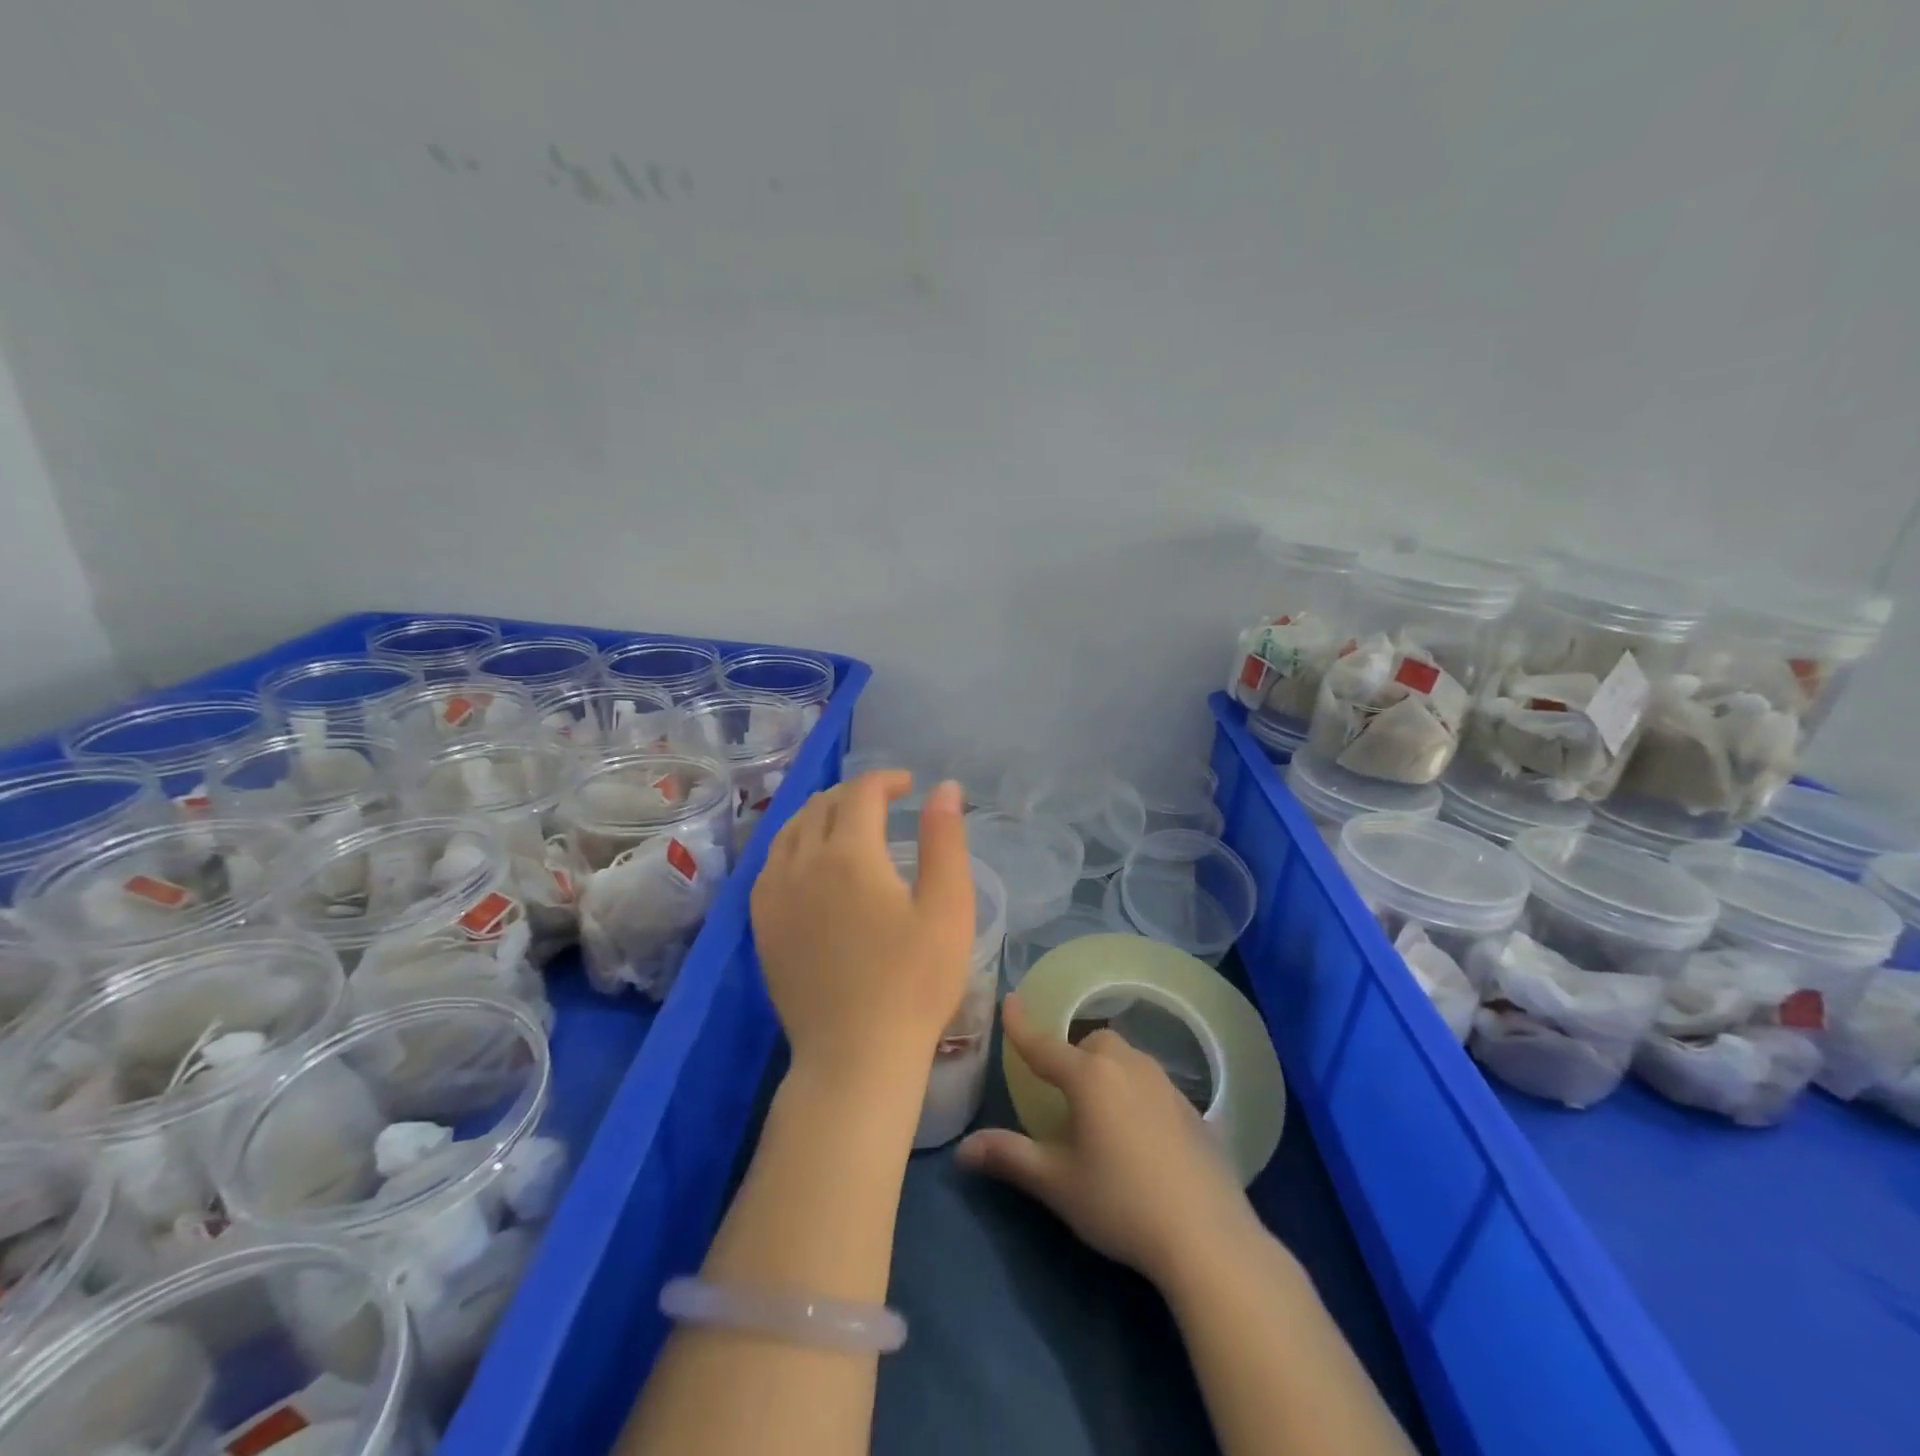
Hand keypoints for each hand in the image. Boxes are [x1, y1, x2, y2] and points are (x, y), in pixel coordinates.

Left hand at [751, 772, 975, 1096]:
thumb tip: (944, 787)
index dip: (886, 780)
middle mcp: (802, 862)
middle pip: (822, 804)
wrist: (855, 1056)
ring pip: (790, 829)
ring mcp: (774, 894)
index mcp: (850, 853)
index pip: (861, 791)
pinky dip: (793, 845)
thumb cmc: (914, 982)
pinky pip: (770, 863)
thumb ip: (945, 840)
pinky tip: (811, 863)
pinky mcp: (761, 924)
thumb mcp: (948, 907)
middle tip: (885, 806)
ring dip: (820, 815)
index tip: (909, 788)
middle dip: (855, 794)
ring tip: (848, 826)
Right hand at [957, 993, 1261, 1289]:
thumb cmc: (1121, 1203)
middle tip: (1062, 1091)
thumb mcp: (1057, 1183)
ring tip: (1100, 1112)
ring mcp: (1166, 1085)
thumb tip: (962, 1149)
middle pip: (1093, 1043)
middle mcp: (1128, 1066)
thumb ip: (1010, 1157)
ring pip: (1127, 1058)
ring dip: (1107, 1070)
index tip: (1010, 999)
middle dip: (1073, 1055)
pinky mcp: (1193, 1109)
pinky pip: (1153, 1084)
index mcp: (1090, 1077)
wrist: (1207, 1236)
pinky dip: (1136, 1093)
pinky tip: (1140, 1135)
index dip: (1022, 1025)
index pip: (1044, 1045)